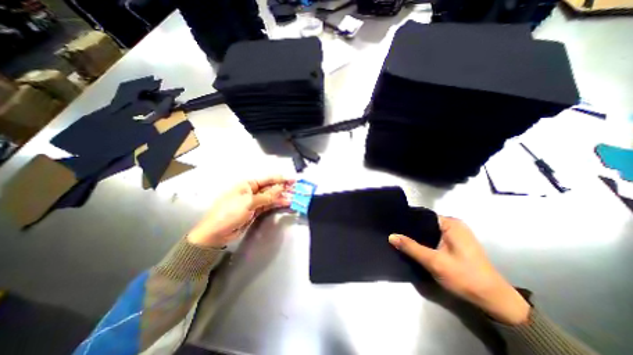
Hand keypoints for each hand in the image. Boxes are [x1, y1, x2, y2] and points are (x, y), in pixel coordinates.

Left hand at [186, 176, 294, 248]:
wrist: (216, 233)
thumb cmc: (229, 213)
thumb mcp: (248, 202)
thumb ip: (267, 196)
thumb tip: (281, 188)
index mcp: (247, 184)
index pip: (268, 179)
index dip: (281, 179)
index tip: (293, 180)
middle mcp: (252, 191)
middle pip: (271, 187)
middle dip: (283, 187)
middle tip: (296, 188)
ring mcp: (254, 201)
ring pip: (271, 196)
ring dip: (282, 196)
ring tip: (294, 196)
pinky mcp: (256, 210)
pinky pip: (269, 204)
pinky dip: (277, 203)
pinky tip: (286, 202)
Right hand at [391, 215, 530, 325]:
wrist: (493, 300)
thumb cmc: (465, 277)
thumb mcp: (434, 262)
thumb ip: (411, 248)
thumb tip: (391, 236)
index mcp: (451, 223)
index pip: (422, 215)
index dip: (407, 220)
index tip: (392, 224)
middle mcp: (453, 225)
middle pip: (425, 223)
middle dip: (410, 229)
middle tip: (393, 232)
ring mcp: (455, 234)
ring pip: (428, 231)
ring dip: (416, 236)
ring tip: (399, 238)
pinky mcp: (454, 243)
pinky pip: (434, 237)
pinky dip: (424, 241)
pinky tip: (413, 246)